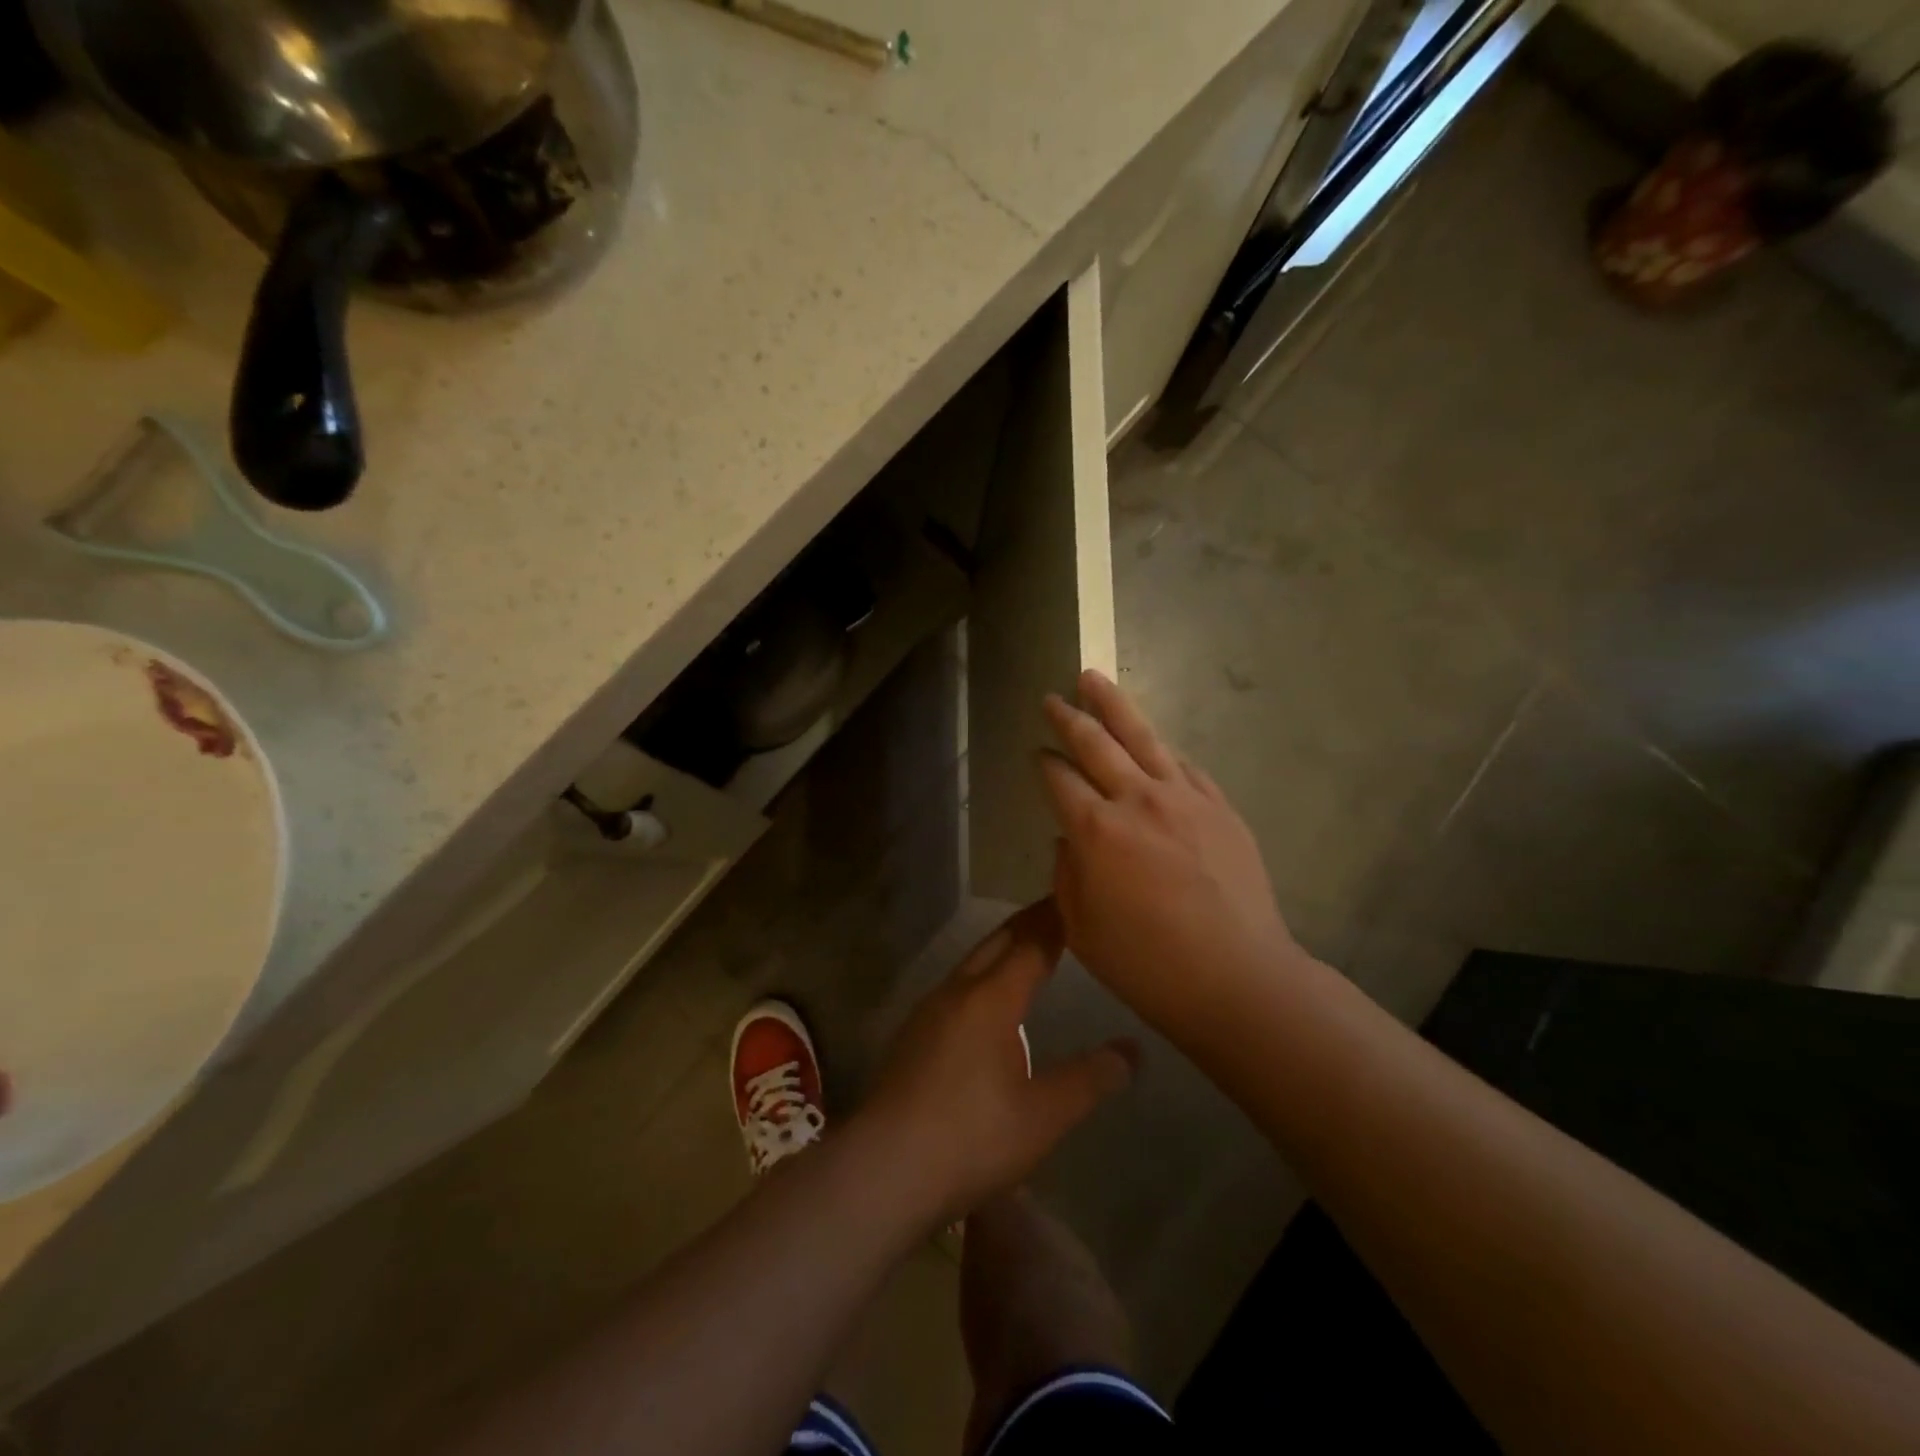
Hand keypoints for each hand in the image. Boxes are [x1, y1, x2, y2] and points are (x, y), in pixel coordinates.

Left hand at [854, 901, 1137, 1226]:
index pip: (1032, 943)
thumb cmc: (973, 1138)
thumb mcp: (1044, 1115)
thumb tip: (1133, 1050)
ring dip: (1002, 947)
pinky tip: (986, 1000)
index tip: (1076, 898)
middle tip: (1058, 909)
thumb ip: (1091, 1079)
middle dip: (1028, 922)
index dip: (1056, 920)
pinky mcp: (913, 1034)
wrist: (885, 1169)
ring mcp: (929, 1011)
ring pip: (972, 962)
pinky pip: (956, 987)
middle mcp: (957, 991)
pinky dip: (982, 974)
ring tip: (1028, 948)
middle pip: (997, 942)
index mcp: (991, 998)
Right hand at [1042, 670, 1297, 1035]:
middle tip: (1052, 698)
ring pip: (1142, 736)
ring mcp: (1184, 797)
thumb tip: (1070, 839)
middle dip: (1069, 717)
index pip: (1059, 779)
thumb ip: (1067, 875)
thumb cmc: (1148, 965)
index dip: (1043, 763)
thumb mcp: (1082, 930)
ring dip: (1113, 705)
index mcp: (1096, 830)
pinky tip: (1152, 740)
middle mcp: (1137, 800)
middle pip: (1096, 743)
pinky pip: (1183, 764)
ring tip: (1093, 679)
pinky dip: (1160, 747)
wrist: (1238, 979)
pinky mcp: (1219, 806)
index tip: (1036, 754)